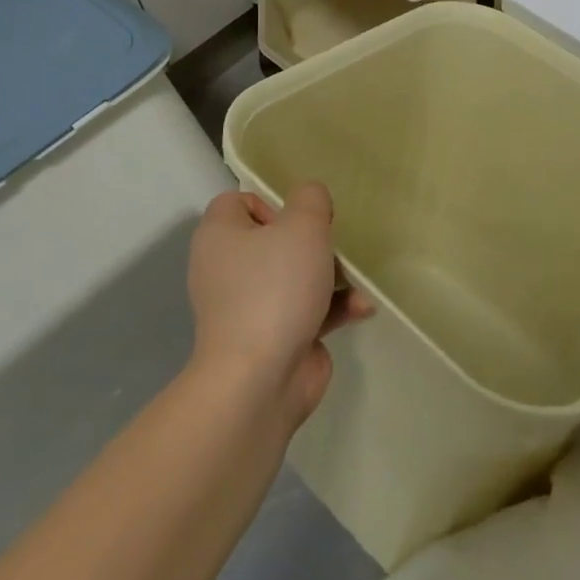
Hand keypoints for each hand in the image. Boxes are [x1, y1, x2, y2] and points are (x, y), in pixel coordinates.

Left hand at [187, 182, 372, 425]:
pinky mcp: (272, 337)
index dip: (271, 203)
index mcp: (220, 236)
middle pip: (274, 239)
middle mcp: (227, 269)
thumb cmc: (275, 288)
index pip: (237, 202)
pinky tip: (360, 309)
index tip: (299, 220)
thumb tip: (310, 200)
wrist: (259, 380)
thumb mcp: (302, 226)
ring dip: (331, 276)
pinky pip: (305, 310)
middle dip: (312, 242)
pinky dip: (331, 308)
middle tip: (331, 247)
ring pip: (294, 275)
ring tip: (355, 280)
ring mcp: (248, 307)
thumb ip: (311, 199)